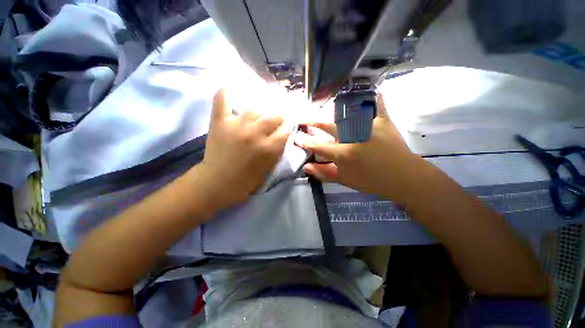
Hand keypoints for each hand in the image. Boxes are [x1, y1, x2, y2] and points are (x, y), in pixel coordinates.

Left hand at [200, 89, 290, 209]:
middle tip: (280, 110)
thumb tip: (283, 134)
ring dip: (263, 102)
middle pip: (274, 115)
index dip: (290, 122)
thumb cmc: (246, 181)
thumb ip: (278, 150)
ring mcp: (237, 126)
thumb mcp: (269, 168)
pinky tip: (232, 86)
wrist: (218, 183)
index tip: (290, 119)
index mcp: (269, 148)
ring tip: (267, 95)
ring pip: (255, 107)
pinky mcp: (220, 123)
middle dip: (281, 112)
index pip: (286, 128)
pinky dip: (226, 92)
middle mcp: (256, 134)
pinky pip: (223, 101)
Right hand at [295, 94, 422, 203]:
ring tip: (323, 105)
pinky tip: (362, 90)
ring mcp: (369, 126)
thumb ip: (323, 173)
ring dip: (331, 108)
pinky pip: (376, 102)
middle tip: (303, 118)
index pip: (318, 145)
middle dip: (312, 121)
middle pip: (328, 125)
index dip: (305, 141)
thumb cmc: (372, 181)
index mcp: (344, 153)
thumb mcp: (345, 180)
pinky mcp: (384, 120)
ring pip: (347, 111)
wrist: (404, 178)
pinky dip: (369, 95)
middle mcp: (354, 136)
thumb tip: (305, 167)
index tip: (296, 136)